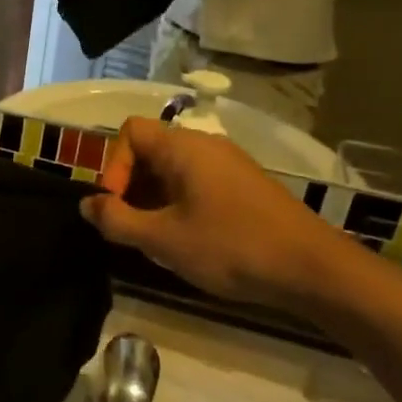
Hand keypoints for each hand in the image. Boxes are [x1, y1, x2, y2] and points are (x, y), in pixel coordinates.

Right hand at [79, 118, 351, 309]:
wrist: (314, 269)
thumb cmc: (231, 247)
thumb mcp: (163, 239)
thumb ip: (117, 220)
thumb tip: (87, 205)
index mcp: (184, 148)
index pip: (130, 131)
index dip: (112, 166)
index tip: (116, 206)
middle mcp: (206, 146)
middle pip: (150, 150)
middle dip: (130, 186)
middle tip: (130, 227)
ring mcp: (229, 165)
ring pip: (173, 170)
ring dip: (153, 199)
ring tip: (157, 239)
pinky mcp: (244, 187)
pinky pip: (196, 184)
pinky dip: (179, 204)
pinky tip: (188, 240)